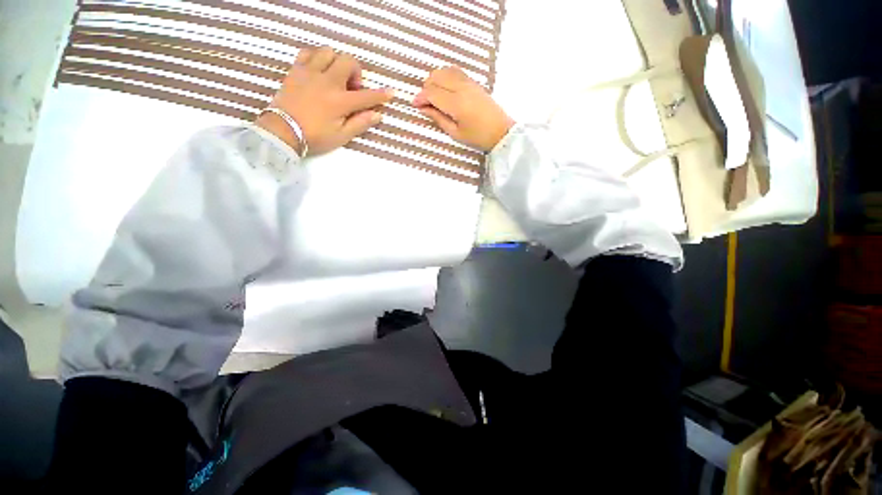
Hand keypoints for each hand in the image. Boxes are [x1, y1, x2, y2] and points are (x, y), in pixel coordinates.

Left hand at [256, 46, 393, 155]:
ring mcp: (310, 73)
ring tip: (335, 78)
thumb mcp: (341, 136)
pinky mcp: (296, 70)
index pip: (366, 96)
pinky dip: (317, 58)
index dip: (381, 95)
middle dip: (356, 72)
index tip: (391, 92)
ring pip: (328, 52)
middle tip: (352, 88)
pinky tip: (319, 70)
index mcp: (340, 102)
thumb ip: (360, 124)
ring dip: (337, 62)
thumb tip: (377, 115)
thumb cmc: (315, 137)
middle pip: (348, 61)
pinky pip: (308, 52)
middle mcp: (327, 82)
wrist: (282, 131)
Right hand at [413, 66, 514, 151]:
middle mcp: (461, 88)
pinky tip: (445, 88)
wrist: (501, 131)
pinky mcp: (473, 81)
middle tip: (425, 102)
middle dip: (426, 87)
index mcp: (456, 103)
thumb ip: (438, 118)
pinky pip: (454, 71)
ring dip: (435, 80)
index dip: (420, 98)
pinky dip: (445, 76)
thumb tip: (423, 108)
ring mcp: (469, 82)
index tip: (414, 105)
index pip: (431, 92)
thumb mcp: (455, 133)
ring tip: (434, 96)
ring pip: (444, 70)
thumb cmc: (478, 137)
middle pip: (436, 76)